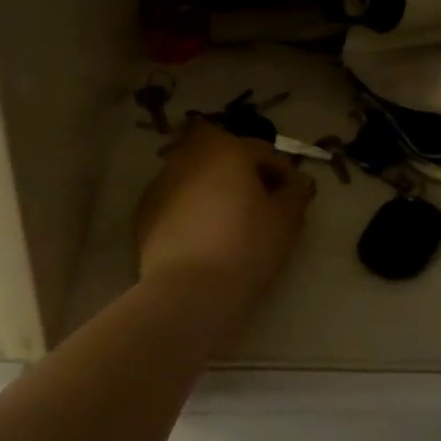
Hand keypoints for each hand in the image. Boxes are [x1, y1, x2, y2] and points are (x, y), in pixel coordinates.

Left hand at [134, 119, 316, 307]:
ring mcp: (161, 182)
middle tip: (258, 204)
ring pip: (196, 176)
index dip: (283, 174)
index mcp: (226, 149)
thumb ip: (295, 192)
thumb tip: (297, 182)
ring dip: (213, 188)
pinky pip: (176, 201)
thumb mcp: (286, 220)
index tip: (293, 198)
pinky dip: (190, 209)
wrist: (190, 291)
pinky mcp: (143, 212)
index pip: (263, 152)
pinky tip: (201, 237)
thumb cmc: (247, 247)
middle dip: (241, 172)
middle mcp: (189, 156)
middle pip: (223, 155)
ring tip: (227, 221)